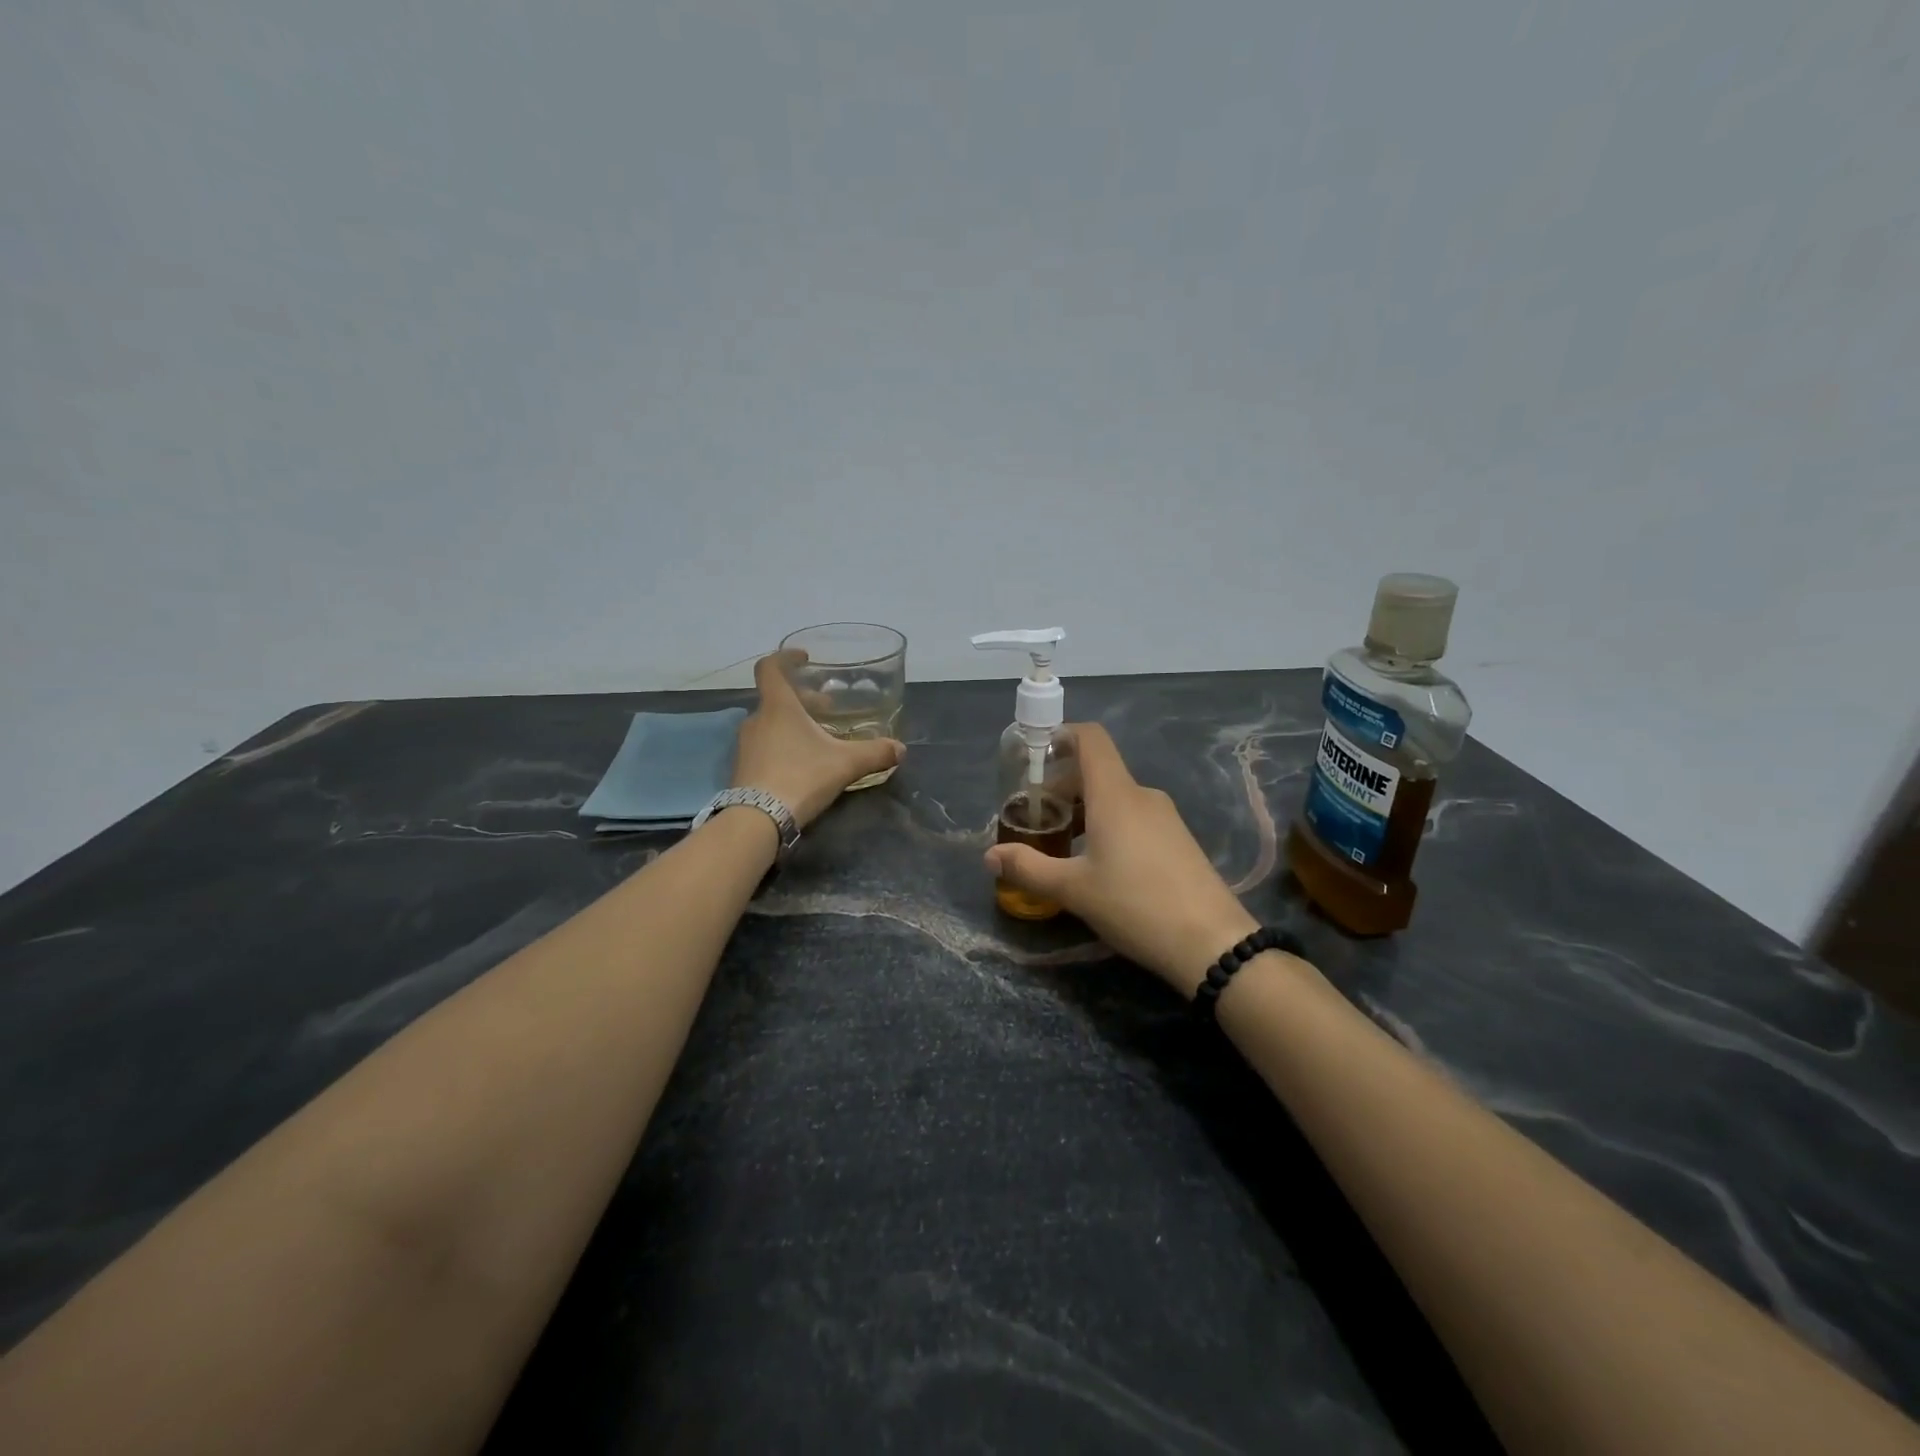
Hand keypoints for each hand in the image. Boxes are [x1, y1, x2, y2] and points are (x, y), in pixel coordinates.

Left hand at [732, 651, 904, 827]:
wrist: (758, 819)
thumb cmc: (801, 777)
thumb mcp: (846, 764)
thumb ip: (875, 753)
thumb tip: (901, 749)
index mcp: (778, 707)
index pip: (770, 668)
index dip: (785, 657)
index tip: (804, 658)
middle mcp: (757, 720)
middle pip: (776, 698)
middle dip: (803, 699)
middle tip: (827, 708)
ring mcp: (746, 745)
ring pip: (770, 723)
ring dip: (792, 724)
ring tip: (818, 738)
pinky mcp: (743, 769)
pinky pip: (764, 746)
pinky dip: (782, 745)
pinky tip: (802, 764)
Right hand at [983, 723, 1257, 995]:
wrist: (1212, 943)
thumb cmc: (1136, 905)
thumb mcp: (1073, 890)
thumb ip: (1028, 868)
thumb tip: (989, 856)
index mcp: (1115, 794)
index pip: (1090, 738)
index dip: (1061, 736)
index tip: (1034, 758)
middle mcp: (1142, 795)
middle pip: (1097, 770)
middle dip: (1062, 786)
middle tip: (1037, 819)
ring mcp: (1165, 817)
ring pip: (1116, 797)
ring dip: (1085, 810)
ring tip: (1062, 845)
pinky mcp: (1178, 840)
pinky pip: (1134, 817)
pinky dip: (1108, 825)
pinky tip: (1099, 864)